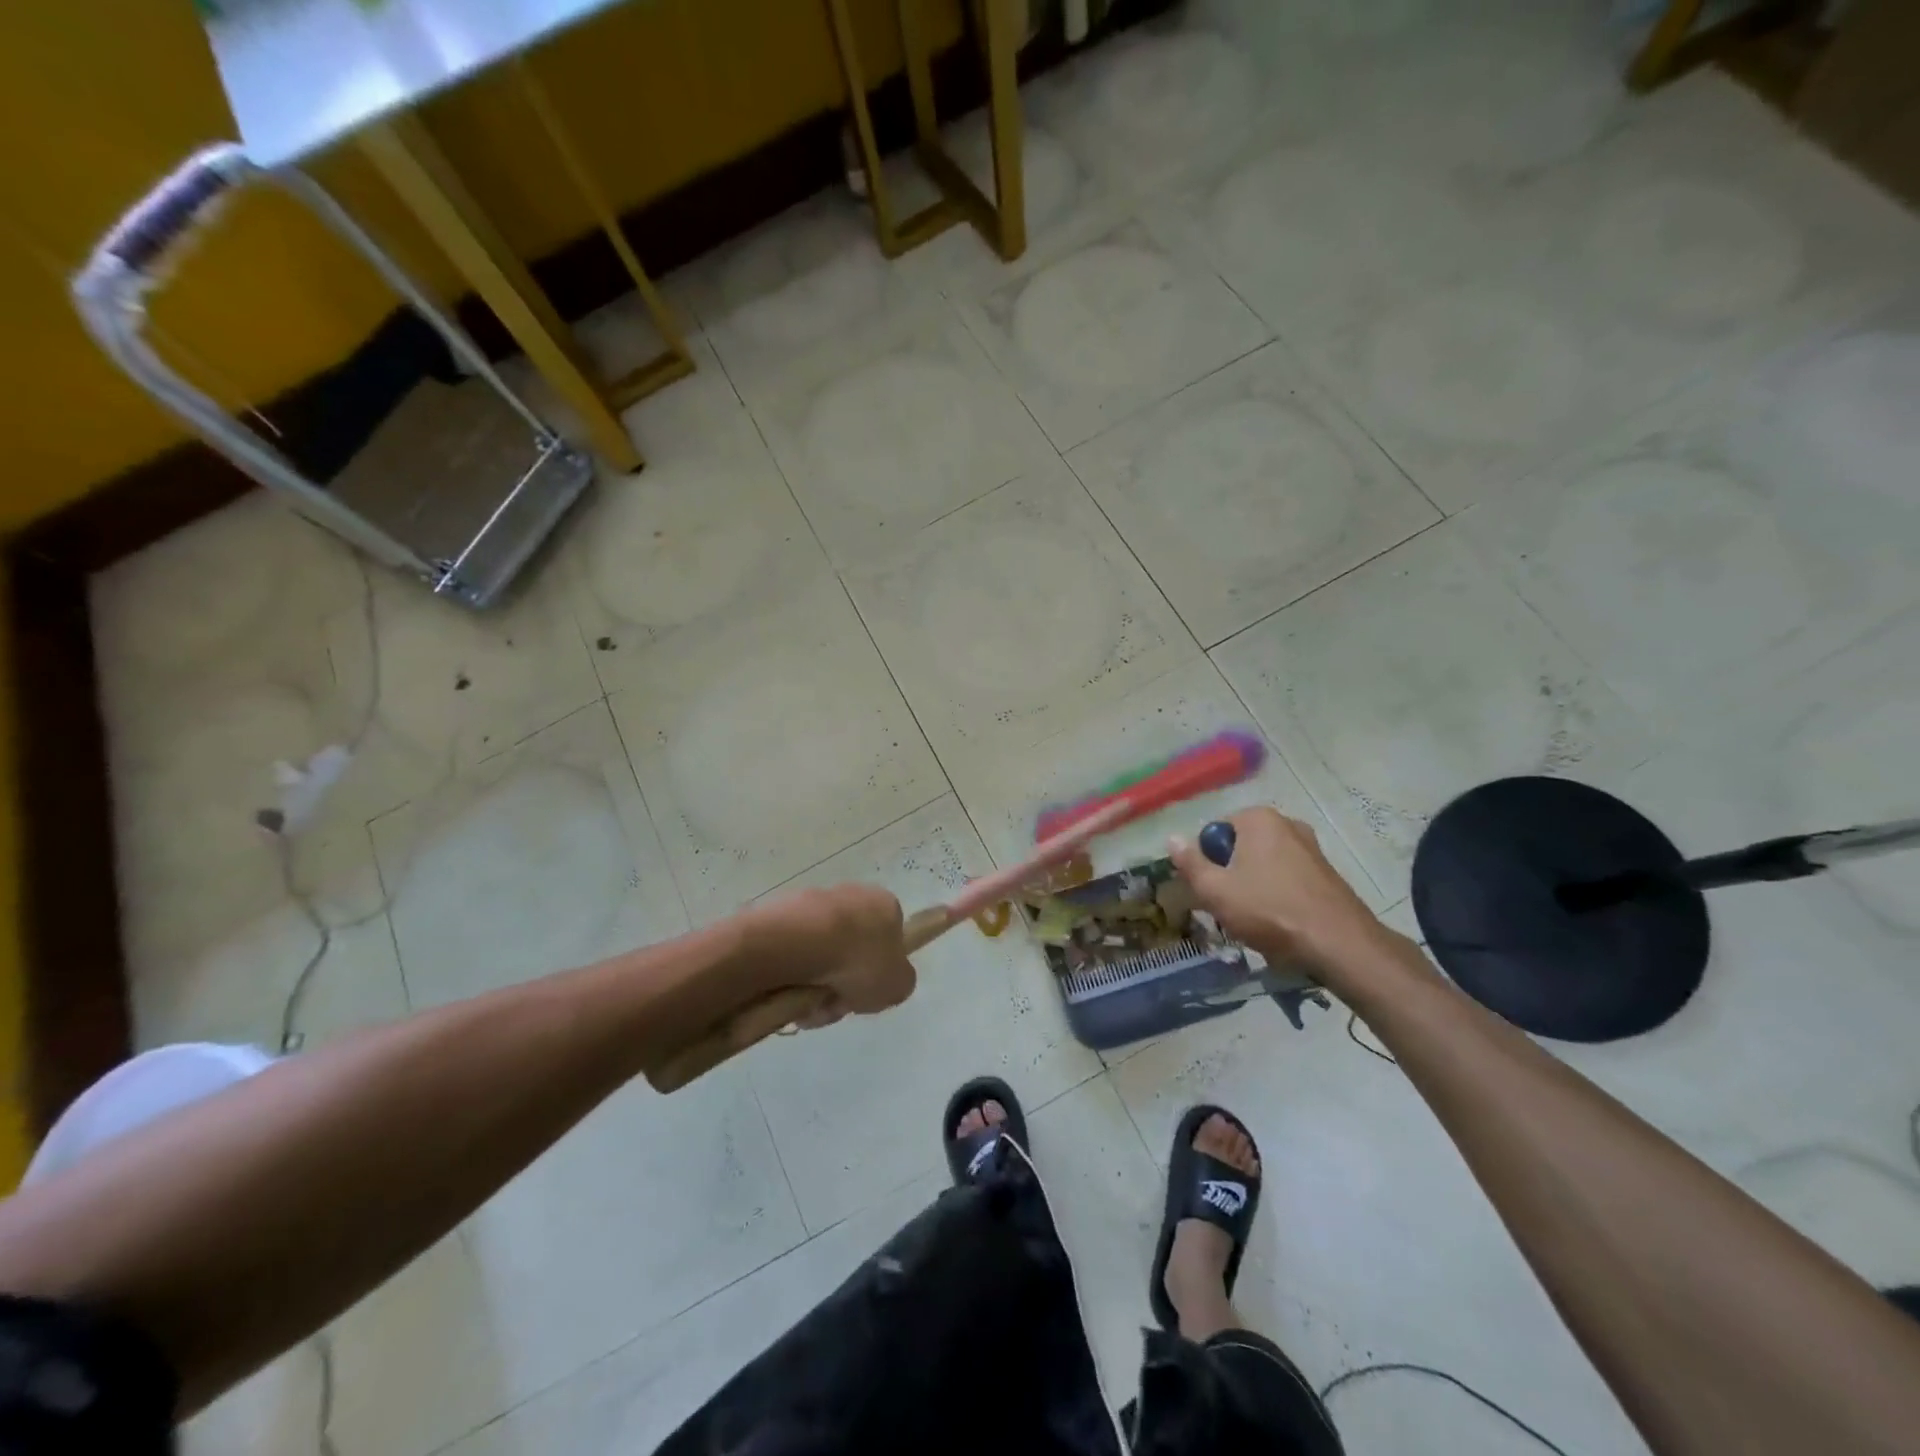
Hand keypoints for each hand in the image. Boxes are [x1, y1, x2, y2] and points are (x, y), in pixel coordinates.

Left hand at [745, 882, 915, 1028]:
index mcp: (886, 906)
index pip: (888, 938)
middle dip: (842, 982)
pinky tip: (787, 994)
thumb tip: (888, 981)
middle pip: (850, 950)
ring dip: (815, 983)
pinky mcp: (782, 913)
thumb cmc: (860, 960)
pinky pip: (792, 953)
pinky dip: (791, 976)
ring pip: (819, 954)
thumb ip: (899, 982)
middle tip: (834, 1004)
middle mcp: (853, 895)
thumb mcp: (898, 985)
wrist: (802, 942)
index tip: (865, 992)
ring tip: (807, 1007)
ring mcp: (815, 902)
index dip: (877, 970)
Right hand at [1168, 808, 1399, 987]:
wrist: (1339, 944)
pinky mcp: (1327, 873)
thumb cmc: (1269, 910)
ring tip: (1254, 920)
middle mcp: (1287, 823)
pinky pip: (1288, 879)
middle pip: (1240, 848)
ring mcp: (1312, 848)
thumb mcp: (1215, 890)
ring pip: (1264, 866)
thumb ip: (1190, 863)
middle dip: (1230, 875)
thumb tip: (1172, 839)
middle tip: (1228, 907)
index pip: (1214, 833)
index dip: (1206, 862)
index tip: (1210, 890)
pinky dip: (1278, 896)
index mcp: (1258, 818)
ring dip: (1253, 888)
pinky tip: (1280, 923)